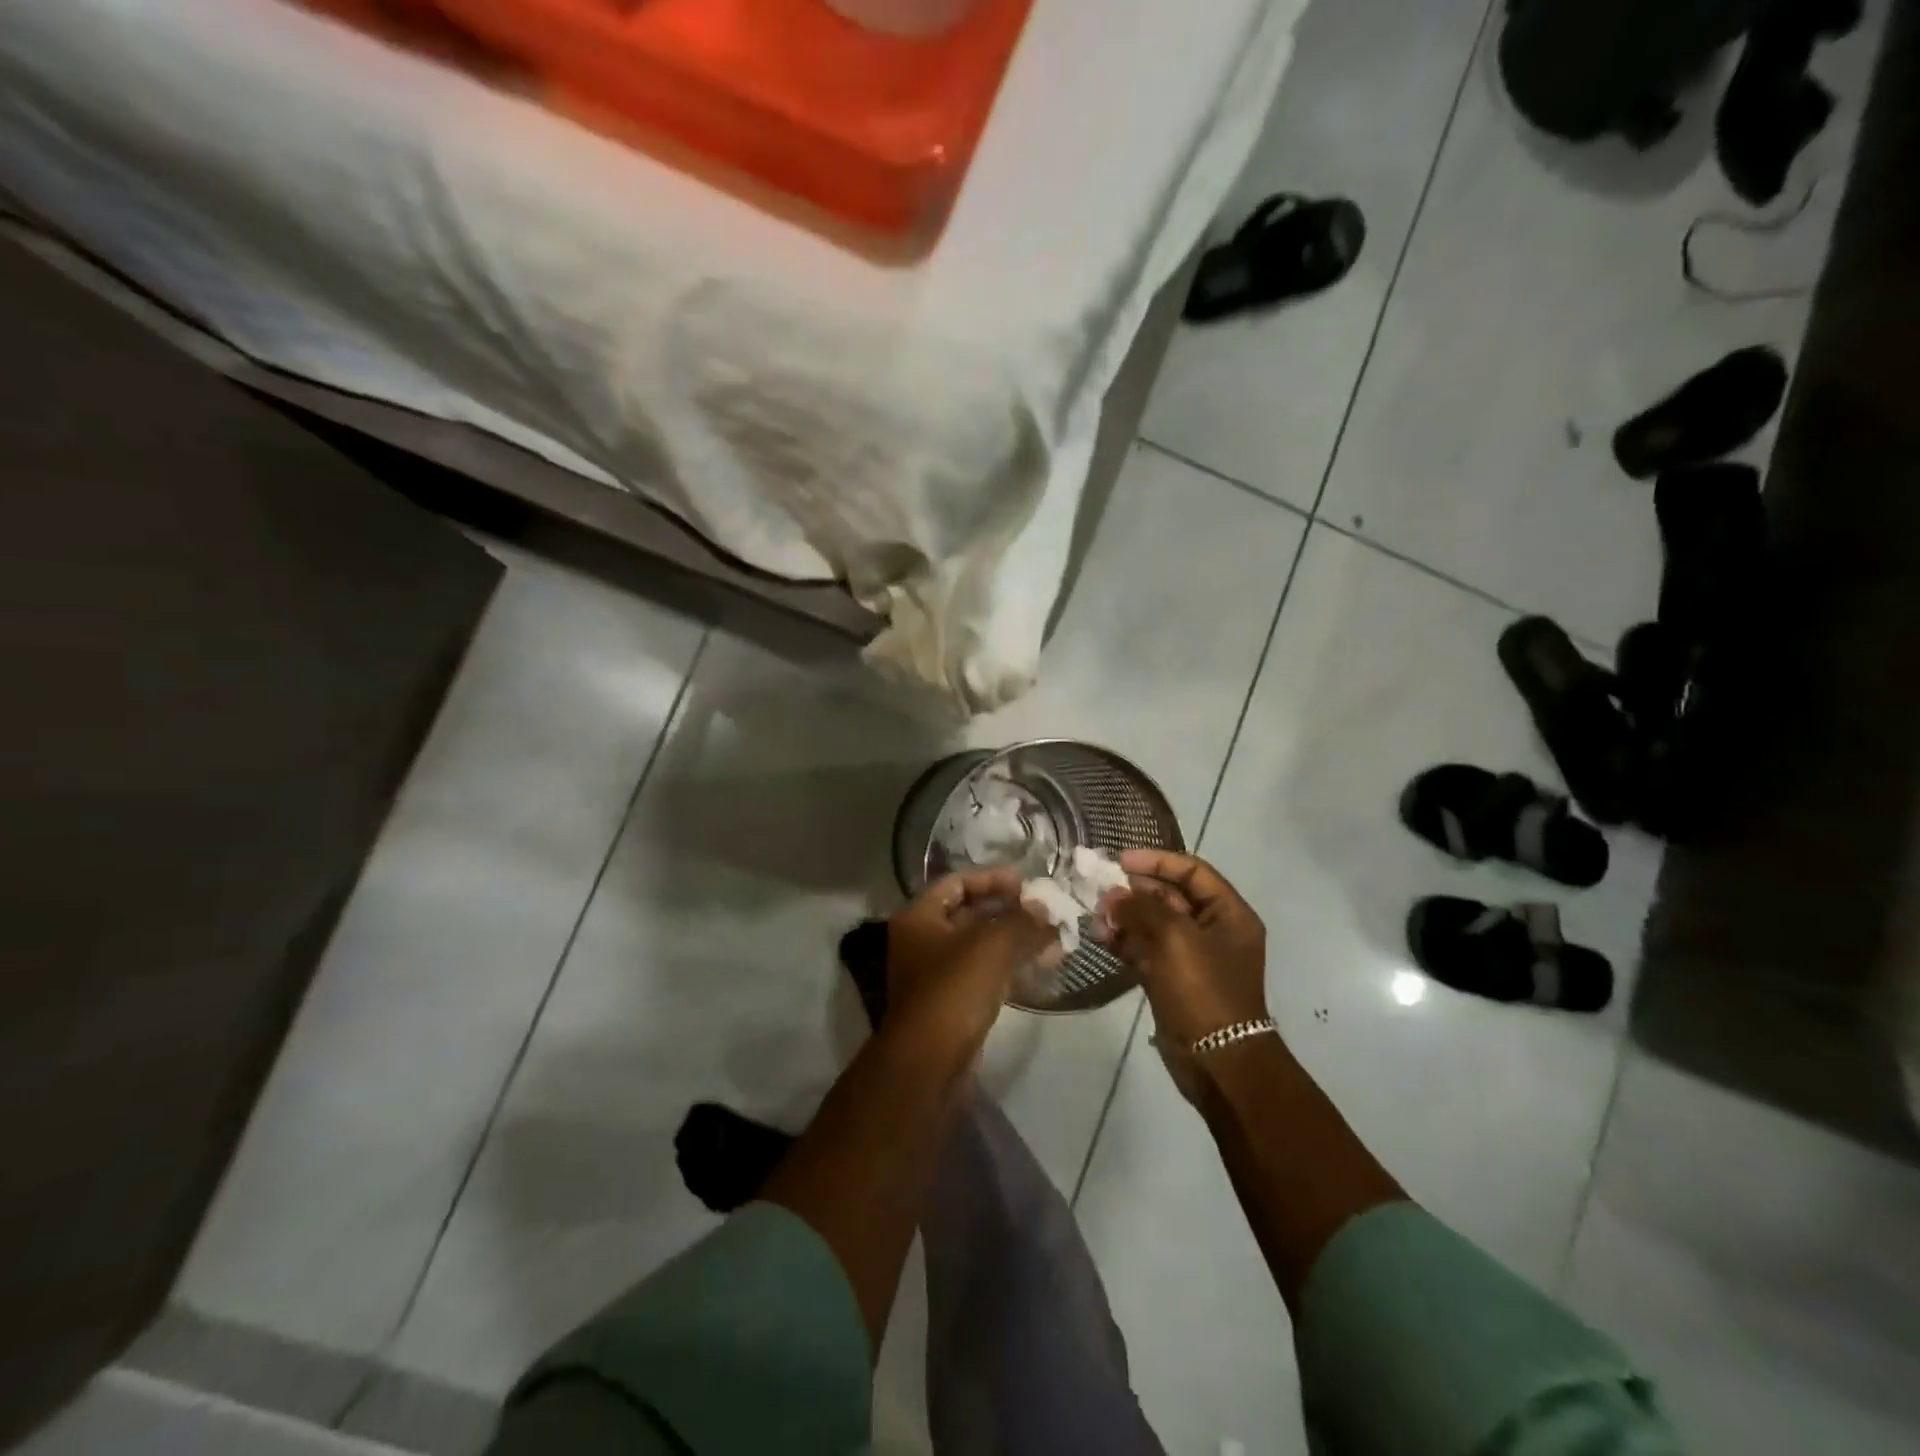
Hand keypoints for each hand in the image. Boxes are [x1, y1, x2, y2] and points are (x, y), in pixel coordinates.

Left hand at [885, 868, 1053, 1058]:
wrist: (929, 1064)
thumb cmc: (954, 991)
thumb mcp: (992, 946)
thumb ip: (1022, 921)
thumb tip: (1046, 911)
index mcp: (919, 917)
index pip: (957, 882)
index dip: (992, 878)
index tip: (1027, 882)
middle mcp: (922, 941)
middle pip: (970, 913)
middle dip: (1010, 911)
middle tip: (1047, 910)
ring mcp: (936, 974)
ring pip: (981, 946)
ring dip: (1016, 940)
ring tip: (1055, 938)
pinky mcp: (953, 1003)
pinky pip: (985, 973)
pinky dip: (1012, 966)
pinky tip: (1044, 966)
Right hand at [1102, 849, 1269, 1050]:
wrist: (1217, 1061)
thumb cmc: (1204, 991)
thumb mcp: (1174, 939)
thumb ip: (1141, 909)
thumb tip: (1113, 895)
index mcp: (1229, 915)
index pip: (1193, 872)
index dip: (1158, 861)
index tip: (1121, 861)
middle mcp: (1213, 931)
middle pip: (1171, 896)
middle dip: (1135, 891)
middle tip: (1101, 890)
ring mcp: (1192, 957)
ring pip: (1154, 924)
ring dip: (1126, 917)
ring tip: (1096, 916)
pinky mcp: (1173, 980)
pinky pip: (1146, 950)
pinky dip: (1125, 942)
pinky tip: (1100, 937)